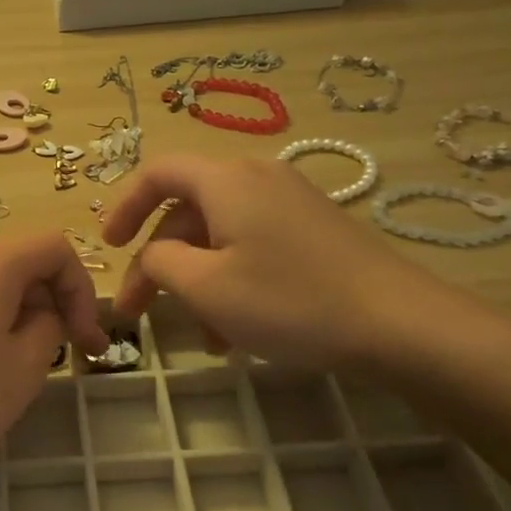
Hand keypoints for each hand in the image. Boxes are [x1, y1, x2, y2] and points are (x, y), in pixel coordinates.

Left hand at [0, 233, 109, 481]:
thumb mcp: (25, 369)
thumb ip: (49, 325)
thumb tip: (40, 312)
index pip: (54, 248)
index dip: (81, 290)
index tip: (85, 339)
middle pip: (14, 259)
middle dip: (43, 299)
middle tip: (52, 350)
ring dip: (4, 307)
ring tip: (2, 356)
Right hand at [102, 155, 453, 371]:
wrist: (401, 325)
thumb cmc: (289, 300)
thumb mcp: (205, 286)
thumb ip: (158, 262)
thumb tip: (152, 253)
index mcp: (226, 179)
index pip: (157, 173)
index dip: (124, 206)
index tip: (109, 245)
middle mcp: (257, 177)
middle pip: (187, 211)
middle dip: (158, 262)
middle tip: (141, 310)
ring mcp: (290, 203)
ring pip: (220, 236)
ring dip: (198, 281)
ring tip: (201, 337)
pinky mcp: (315, 230)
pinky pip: (253, 246)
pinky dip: (232, 281)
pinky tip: (237, 331)